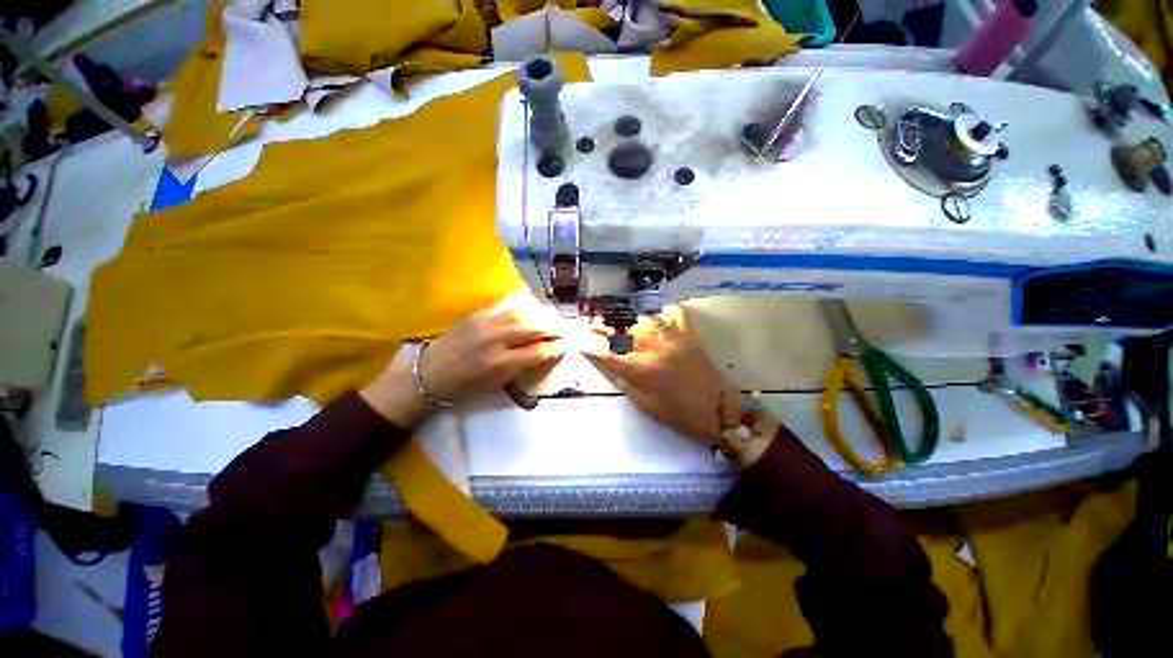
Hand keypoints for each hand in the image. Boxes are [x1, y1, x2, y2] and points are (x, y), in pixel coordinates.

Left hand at [362, 293, 565, 426]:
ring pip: (523, 313)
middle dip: (554, 328)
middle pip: (535, 328)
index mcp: (501, 364)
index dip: (556, 347)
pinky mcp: (478, 314)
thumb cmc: (465, 386)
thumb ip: (521, 367)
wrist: (429, 373)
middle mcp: (497, 340)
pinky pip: (506, 306)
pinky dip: (523, 307)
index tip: (567, 345)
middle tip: (566, 328)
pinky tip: (532, 308)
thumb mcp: (496, 384)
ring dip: (542, 315)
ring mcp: (487, 323)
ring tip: (553, 317)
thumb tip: (543, 354)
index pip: (539, 351)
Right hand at [585, 305, 742, 444]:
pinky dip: (665, 311)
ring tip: (623, 324)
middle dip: (607, 329)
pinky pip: (676, 314)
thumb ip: (628, 386)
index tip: (583, 343)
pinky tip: (658, 314)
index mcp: (645, 369)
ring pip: (646, 320)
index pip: (612, 355)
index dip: (595, 349)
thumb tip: (615, 369)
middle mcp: (657, 348)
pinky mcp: (690, 336)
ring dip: (631, 321)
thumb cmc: (683, 415)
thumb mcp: (649, 408)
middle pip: (626, 333)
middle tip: (596, 326)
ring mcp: (675, 338)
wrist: (721, 411)